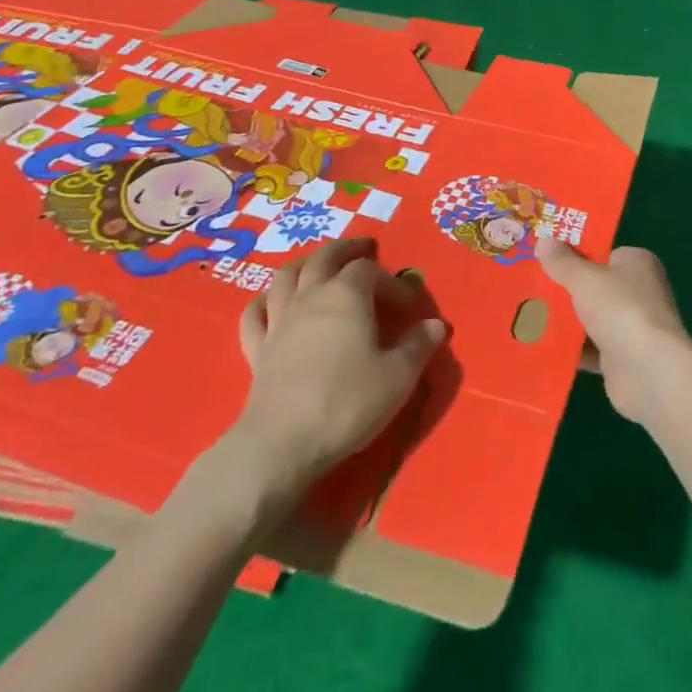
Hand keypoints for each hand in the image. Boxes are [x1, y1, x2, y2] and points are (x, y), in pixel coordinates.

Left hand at [200, 239, 446, 529]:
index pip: (370, 270)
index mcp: (347, 295)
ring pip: (286, 276)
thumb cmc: (347, 402)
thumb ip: (419, 346)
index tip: (407, 304)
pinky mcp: (257, 349)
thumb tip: (436, 325)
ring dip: (305, 264)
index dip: (391, 281)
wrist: (282, 444)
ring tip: (317, 265)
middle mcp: (311, 296)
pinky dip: (264, 301)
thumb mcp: (398, 376)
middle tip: (363, 247)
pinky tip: (271, 303)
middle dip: (347, 249)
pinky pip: (255, 313)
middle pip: (325, 257)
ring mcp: (279, 320)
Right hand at [535, 238, 691, 424]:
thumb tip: (543, 240)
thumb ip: (563, 262)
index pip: (601, 252)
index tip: (543, 256)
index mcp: (636, 263)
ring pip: (589, 318)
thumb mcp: (586, 279)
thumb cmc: (621, 310)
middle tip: (526, 284)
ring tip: (524, 314)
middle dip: (563, 288)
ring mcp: (630, 326)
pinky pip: (588, 348)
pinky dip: (569, 348)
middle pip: (593, 286)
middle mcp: (637, 291)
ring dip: (563, 320)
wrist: (649, 372)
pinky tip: (539, 346)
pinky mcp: (621, 358)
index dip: (573, 252)